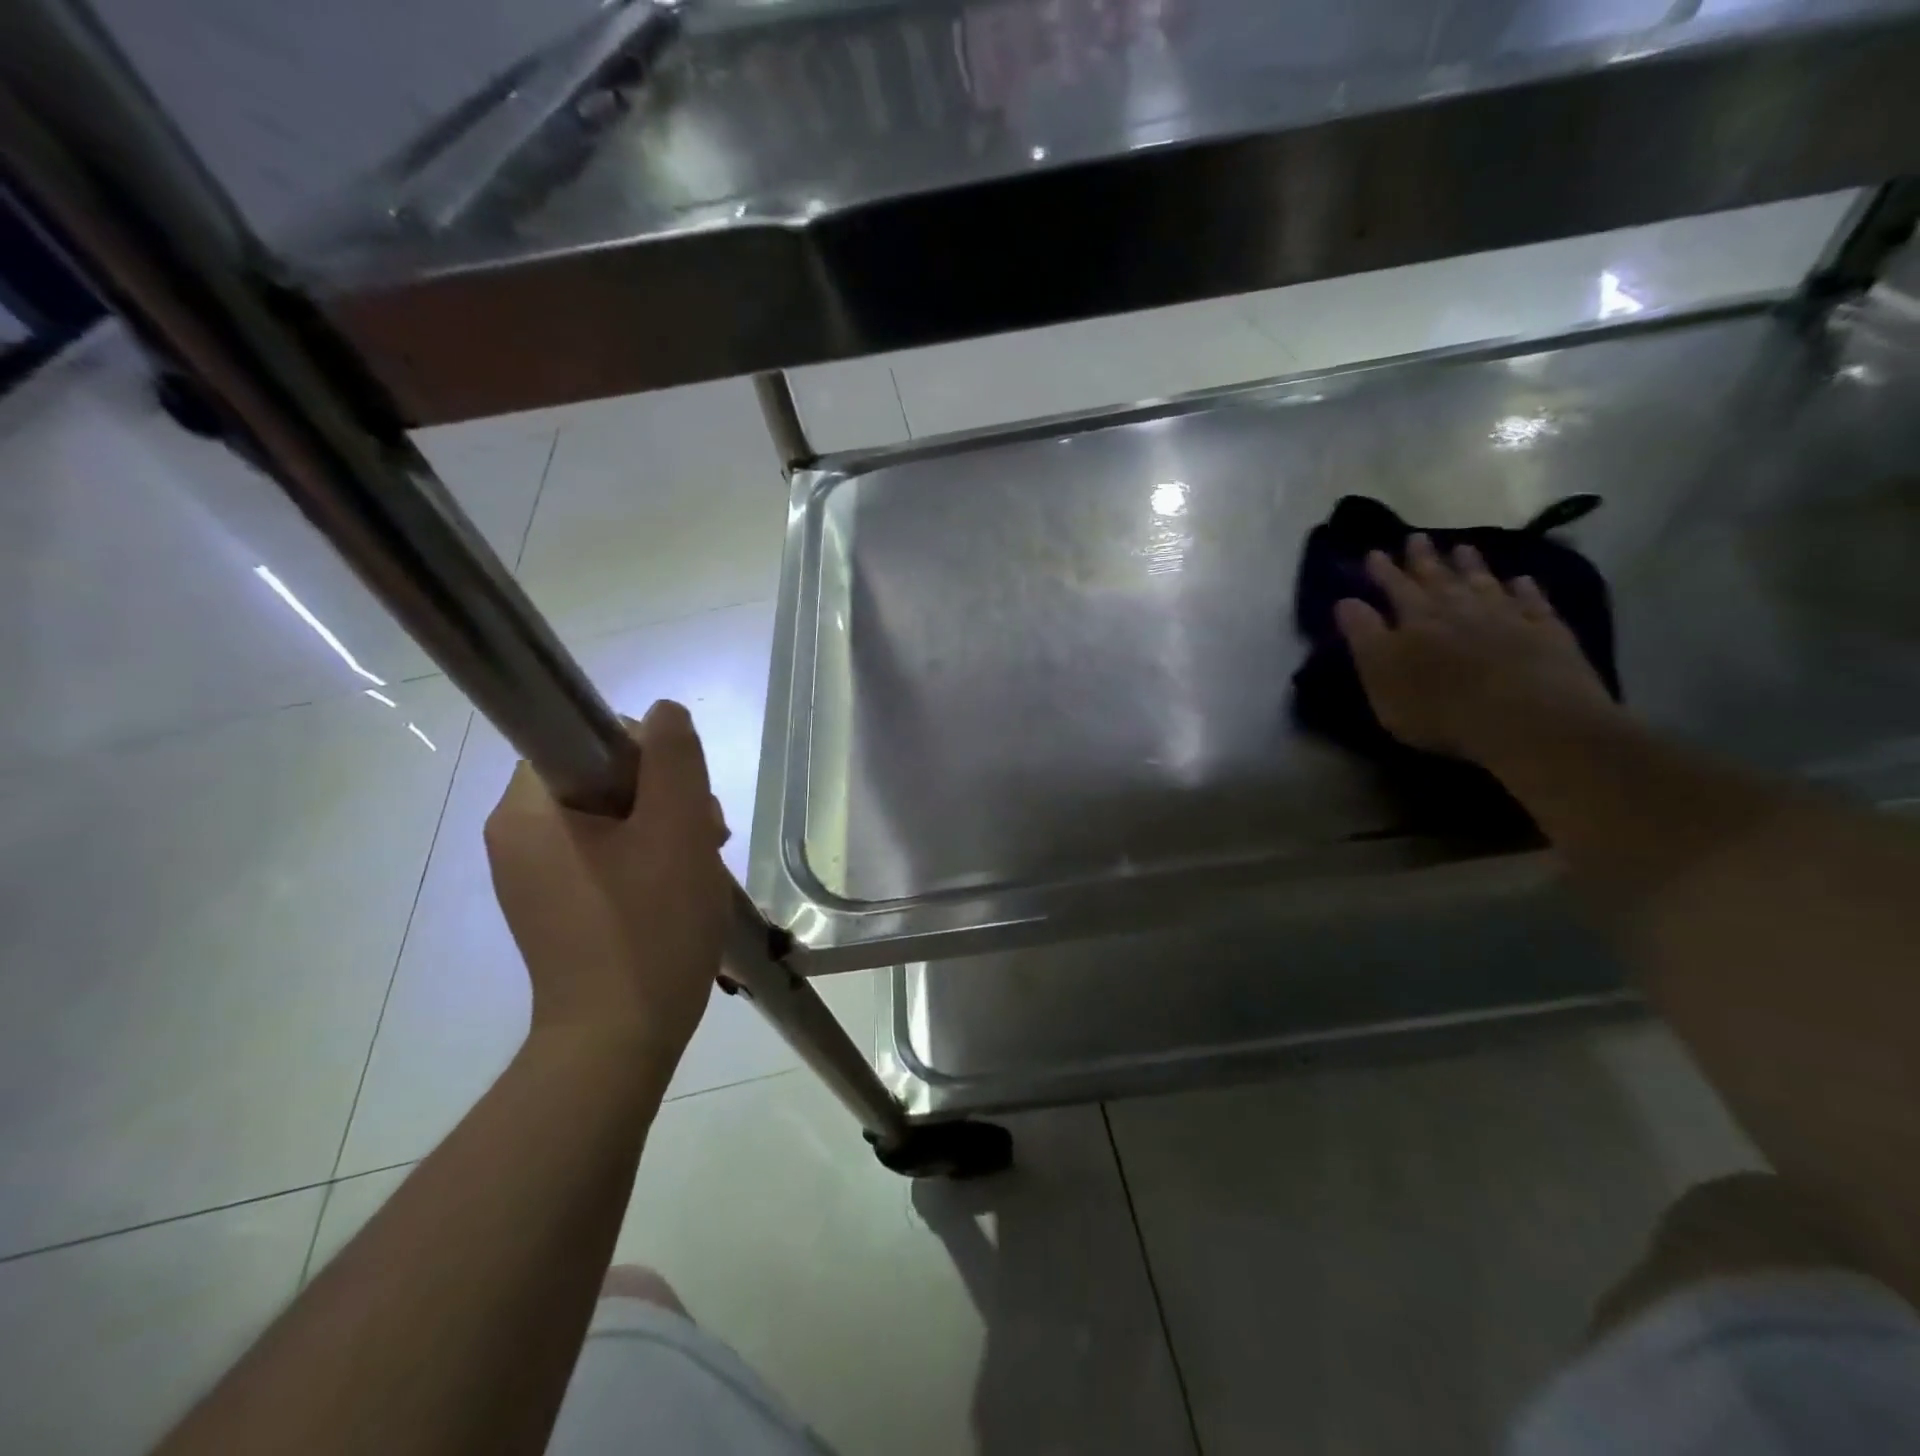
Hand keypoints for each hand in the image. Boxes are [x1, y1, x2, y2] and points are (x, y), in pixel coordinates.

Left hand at [485, 701, 729, 1071]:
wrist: (619, 1041)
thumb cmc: (649, 927)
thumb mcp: (676, 830)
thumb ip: (673, 759)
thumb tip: (663, 714)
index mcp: (528, 811)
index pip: (582, 739)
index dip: (642, 752)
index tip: (682, 793)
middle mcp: (518, 837)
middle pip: (601, 780)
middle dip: (664, 795)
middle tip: (708, 833)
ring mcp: (537, 876)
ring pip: (611, 818)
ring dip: (664, 827)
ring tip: (704, 864)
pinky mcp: (560, 906)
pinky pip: (608, 856)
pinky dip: (649, 858)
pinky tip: (682, 886)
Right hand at [1334, 533, 1618, 764]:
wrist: (1528, 718)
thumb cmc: (1438, 705)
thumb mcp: (1381, 675)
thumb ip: (1364, 636)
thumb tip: (1345, 601)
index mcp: (1416, 619)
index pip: (1395, 588)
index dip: (1383, 571)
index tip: (1374, 552)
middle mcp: (1460, 608)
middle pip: (1439, 578)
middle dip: (1424, 559)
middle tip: (1417, 537)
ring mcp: (1507, 617)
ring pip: (1484, 582)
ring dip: (1472, 565)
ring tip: (1463, 548)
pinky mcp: (1546, 633)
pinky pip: (1533, 602)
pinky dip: (1525, 589)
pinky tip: (1522, 580)